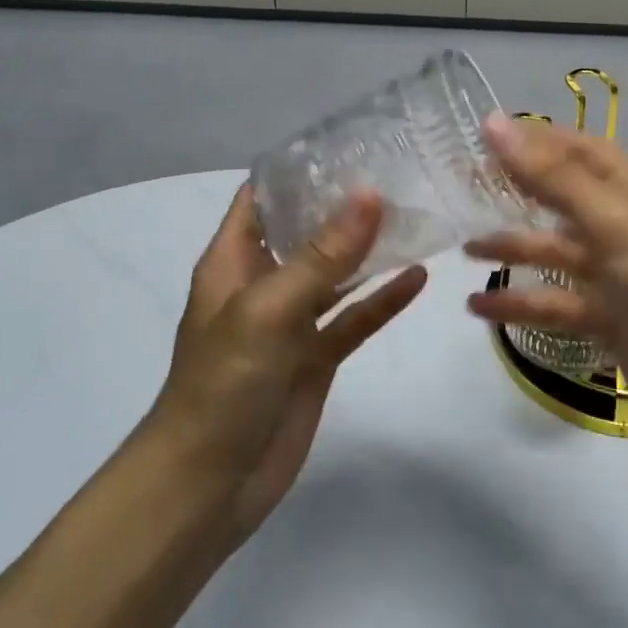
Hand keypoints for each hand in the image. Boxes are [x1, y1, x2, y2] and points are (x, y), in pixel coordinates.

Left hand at [147, 185, 425, 544]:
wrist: (209, 484)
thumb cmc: (224, 383)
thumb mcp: (269, 309)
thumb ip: (322, 255)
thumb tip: (369, 194)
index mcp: (234, 261)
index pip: (262, 196)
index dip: (299, 169)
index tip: (349, 143)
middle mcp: (263, 283)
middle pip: (306, 230)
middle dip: (345, 205)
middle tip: (399, 174)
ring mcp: (292, 322)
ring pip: (337, 274)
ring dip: (370, 250)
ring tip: (416, 215)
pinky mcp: (316, 358)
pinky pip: (354, 319)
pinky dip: (383, 301)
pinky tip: (418, 278)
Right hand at [464, 116, 627, 474]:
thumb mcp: (617, 227)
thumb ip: (555, 177)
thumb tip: (493, 122)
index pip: (579, 150)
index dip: (535, 139)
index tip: (482, 135)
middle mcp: (626, 227)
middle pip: (563, 197)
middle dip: (516, 190)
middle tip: (462, 185)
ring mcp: (618, 277)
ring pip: (555, 252)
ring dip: (513, 248)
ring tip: (464, 250)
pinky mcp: (610, 322)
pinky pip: (557, 303)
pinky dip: (522, 302)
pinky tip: (480, 310)